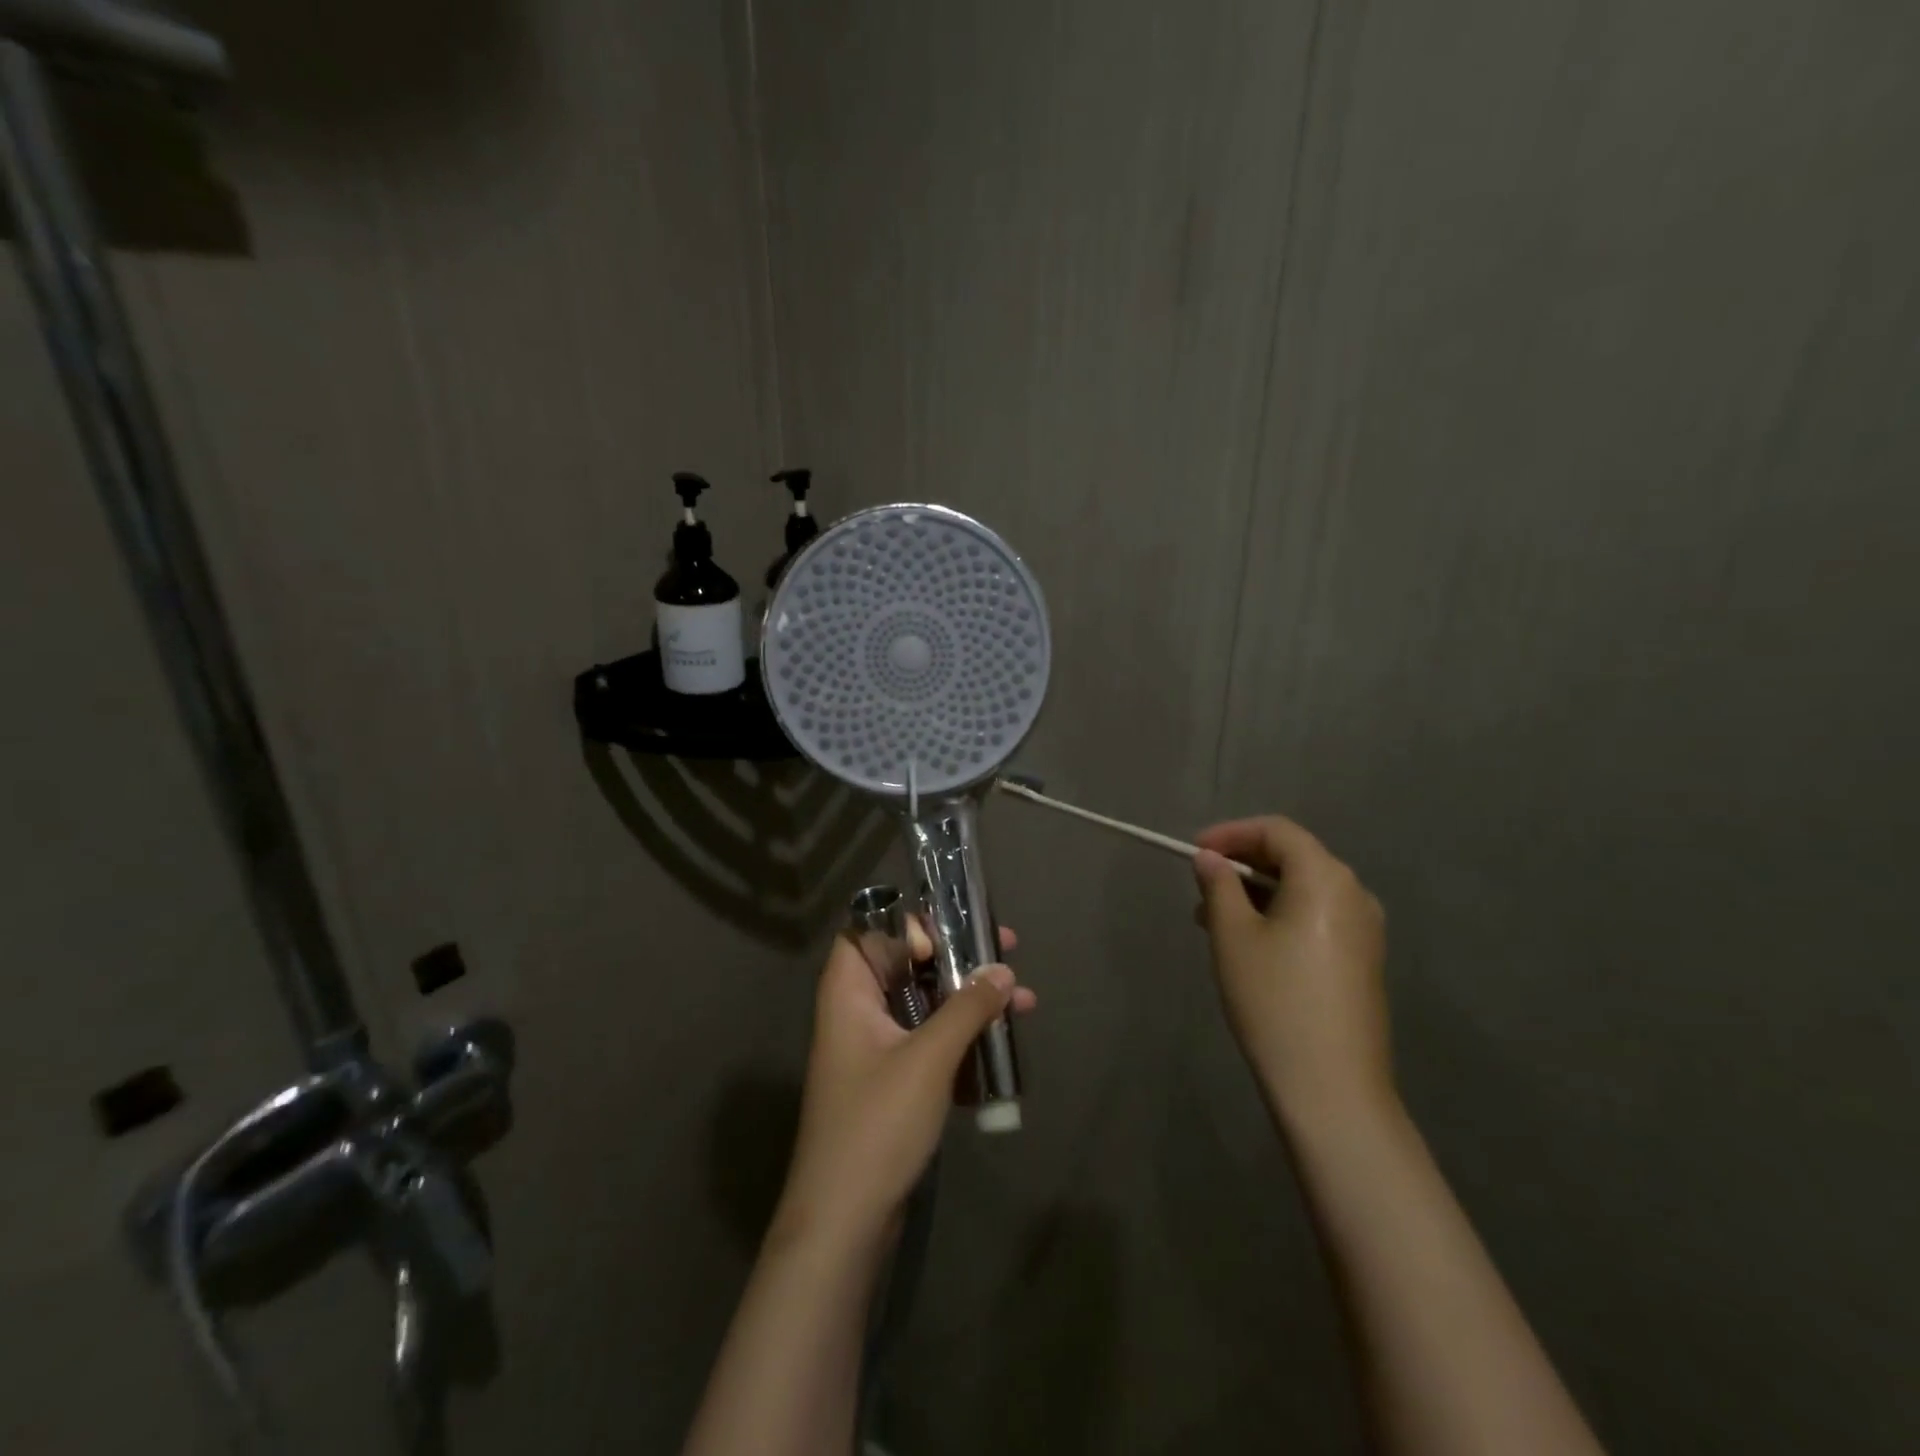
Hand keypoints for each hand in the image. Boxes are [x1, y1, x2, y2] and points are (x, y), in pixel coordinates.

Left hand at [777, 921, 1035, 1247]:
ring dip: (969, 1001)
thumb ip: (967, 1008)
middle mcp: (857, 1013)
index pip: (868, 931)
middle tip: (1006, 949)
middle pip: (906, 965)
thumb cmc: (878, 1124)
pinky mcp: (892, 1084)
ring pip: (925, 1006)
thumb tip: (1002, 970)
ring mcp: (874, 1051)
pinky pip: (930, 1044)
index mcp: (848, 993)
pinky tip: (1002, 1048)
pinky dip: (962, 1040)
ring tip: (1024, 1001)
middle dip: (957, 958)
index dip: (906, 924)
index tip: (948, 937)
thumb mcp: (929, 1058)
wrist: (845, 1223)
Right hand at [1193, 816, 1392, 1132]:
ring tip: (1214, 918)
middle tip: (1200, 886)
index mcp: (1325, 878)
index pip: (1276, 830)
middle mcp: (1354, 893)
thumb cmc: (1274, 999)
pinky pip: (1316, 917)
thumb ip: (1219, 885)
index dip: (1231, 833)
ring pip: (1303, 889)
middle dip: (1242, 864)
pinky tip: (1249, 943)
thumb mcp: (1232, 935)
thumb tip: (1209, 859)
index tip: (1194, 852)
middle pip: (1294, 856)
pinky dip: (1280, 915)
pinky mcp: (1363, 960)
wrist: (1332, 1087)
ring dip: (1257, 892)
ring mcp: (1365, 929)